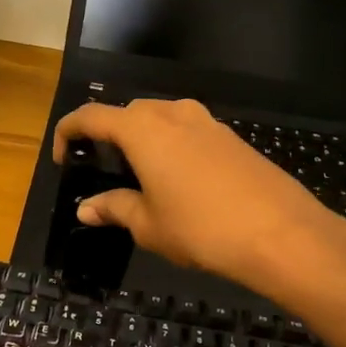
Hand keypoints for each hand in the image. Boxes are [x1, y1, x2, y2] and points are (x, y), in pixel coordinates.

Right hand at [52, 99, 345, 286]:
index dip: (68, 132)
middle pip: (127, 113)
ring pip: (160, 120)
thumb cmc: (202, 228)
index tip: (63, 158)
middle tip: (103, 170)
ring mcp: (206, 121)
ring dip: (143, 140)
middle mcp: (172, 113)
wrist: (282, 233)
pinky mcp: (231, 137)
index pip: (91, 116)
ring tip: (141, 177)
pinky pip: (188, 132)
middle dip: (108, 136)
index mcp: (142, 129)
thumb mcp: (148, 224)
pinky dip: (172, 147)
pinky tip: (180, 182)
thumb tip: (86, 209)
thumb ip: (114, 208)